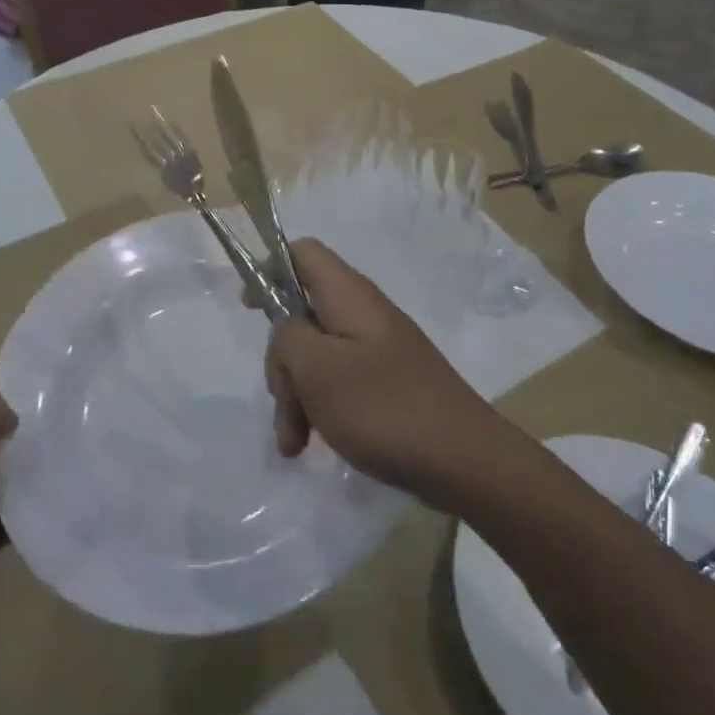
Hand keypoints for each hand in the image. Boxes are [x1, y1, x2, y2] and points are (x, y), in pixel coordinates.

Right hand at [266, 239, 499, 505]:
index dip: (270, 269)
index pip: (303, 253)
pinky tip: (309, 446)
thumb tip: (290, 333)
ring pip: (315, 358)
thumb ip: (287, 338)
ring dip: (296, 396)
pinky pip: (337, 385)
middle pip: (302, 316)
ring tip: (294, 444)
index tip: (250, 308)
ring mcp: (376, 351)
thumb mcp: (317, 369)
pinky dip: (319, 410)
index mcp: (348, 297)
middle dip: (282, 361)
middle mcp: (363, 315)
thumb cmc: (383, 408)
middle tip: (284, 402)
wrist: (464, 462)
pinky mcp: (385, 384)